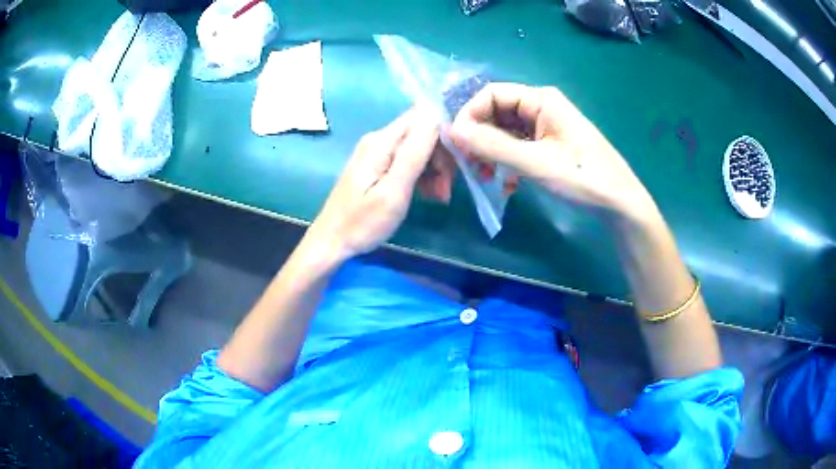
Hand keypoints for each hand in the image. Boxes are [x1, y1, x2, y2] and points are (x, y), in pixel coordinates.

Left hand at [307, 108, 439, 261]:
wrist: (332, 241)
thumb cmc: (362, 222)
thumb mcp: (393, 191)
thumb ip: (414, 153)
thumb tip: (435, 116)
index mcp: (381, 142)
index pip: (422, 118)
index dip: (444, 134)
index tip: (457, 161)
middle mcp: (379, 139)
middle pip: (421, 133)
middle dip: (440, 156)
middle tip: (447, 188)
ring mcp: (377, 152)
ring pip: (417, 148)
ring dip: (434, 169)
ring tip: (439, 197)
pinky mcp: (377, 166)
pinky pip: (407, 161)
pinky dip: (421, 175)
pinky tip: (428, 194)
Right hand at [449, 83, 655, 220]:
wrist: (619, 204)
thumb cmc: (582, 177)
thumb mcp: (535, 162)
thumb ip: (493, 145)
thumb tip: (452, 131)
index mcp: (541, 100)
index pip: (492, 94)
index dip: (470, 115)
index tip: (457, 144)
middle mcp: (541, 108)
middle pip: (497, 113)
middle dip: (480, 138)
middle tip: (471, 166)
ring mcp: (546, 127)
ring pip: (505, 133)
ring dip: (491, 154)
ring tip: (486, 178)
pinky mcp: (549, 146)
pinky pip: (518, 148)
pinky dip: (507, 164)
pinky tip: (507, 186)